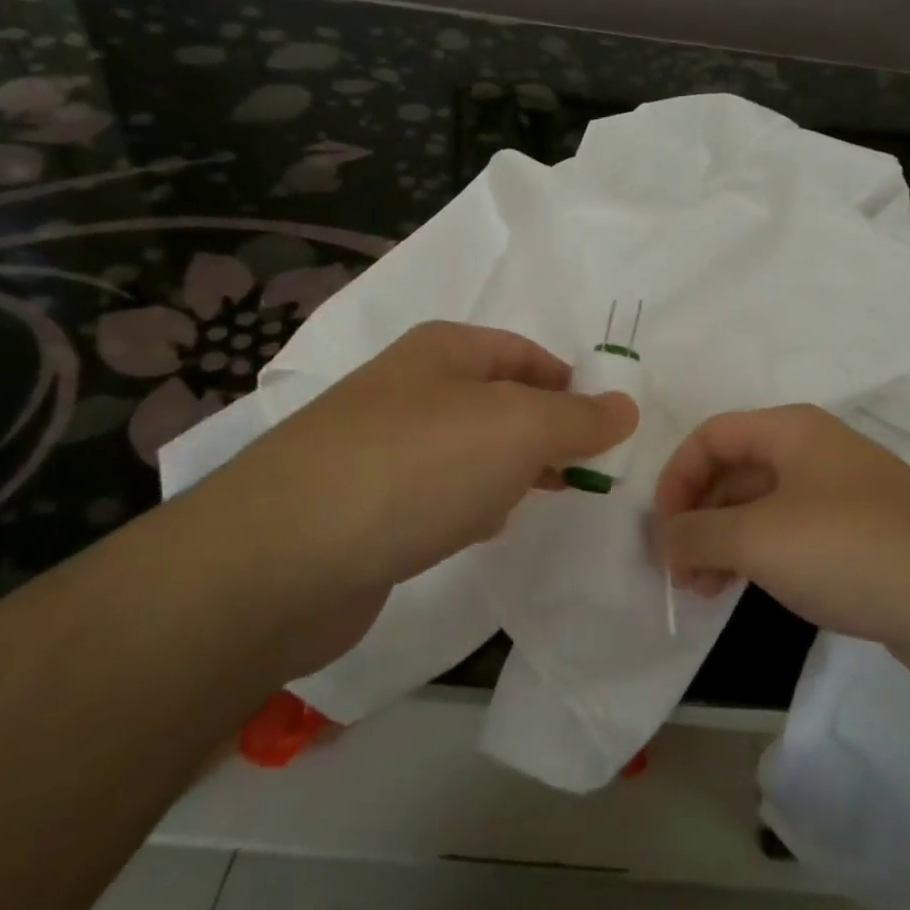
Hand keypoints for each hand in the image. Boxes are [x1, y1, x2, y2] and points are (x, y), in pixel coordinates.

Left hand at [195, 321, 637, 600]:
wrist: (283, 558)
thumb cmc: (415, 468)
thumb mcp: (516, 429)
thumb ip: (577, 418)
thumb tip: (625, 406)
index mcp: (441, 352)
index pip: (522, 352)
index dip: (569, 381)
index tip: (608, 424)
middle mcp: (407, 390)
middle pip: (495, 400)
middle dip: (544, 430)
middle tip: (587, 468)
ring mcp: (379, 448)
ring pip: (466, 449)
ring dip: (508, 468)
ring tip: (546, 495)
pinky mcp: (363, 506)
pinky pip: (434, 493)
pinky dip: (468, 504)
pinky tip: (483, 528)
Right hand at [653, 405, 909, 689]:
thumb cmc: (854, 551)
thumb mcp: (760, 539)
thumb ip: (697, 534)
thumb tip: (658, 538)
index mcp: (791, 431)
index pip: (711, 436)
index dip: (676, 477)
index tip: (663, 530)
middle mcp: (814, 452)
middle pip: (733, 470)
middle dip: (698, 517)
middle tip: (678, 570)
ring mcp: (840, 495)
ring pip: (760, 507)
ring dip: (723, 542)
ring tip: (702, 591)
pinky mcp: (858, 538)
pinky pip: (789, 536)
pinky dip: (757, 557)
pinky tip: (744, 591)